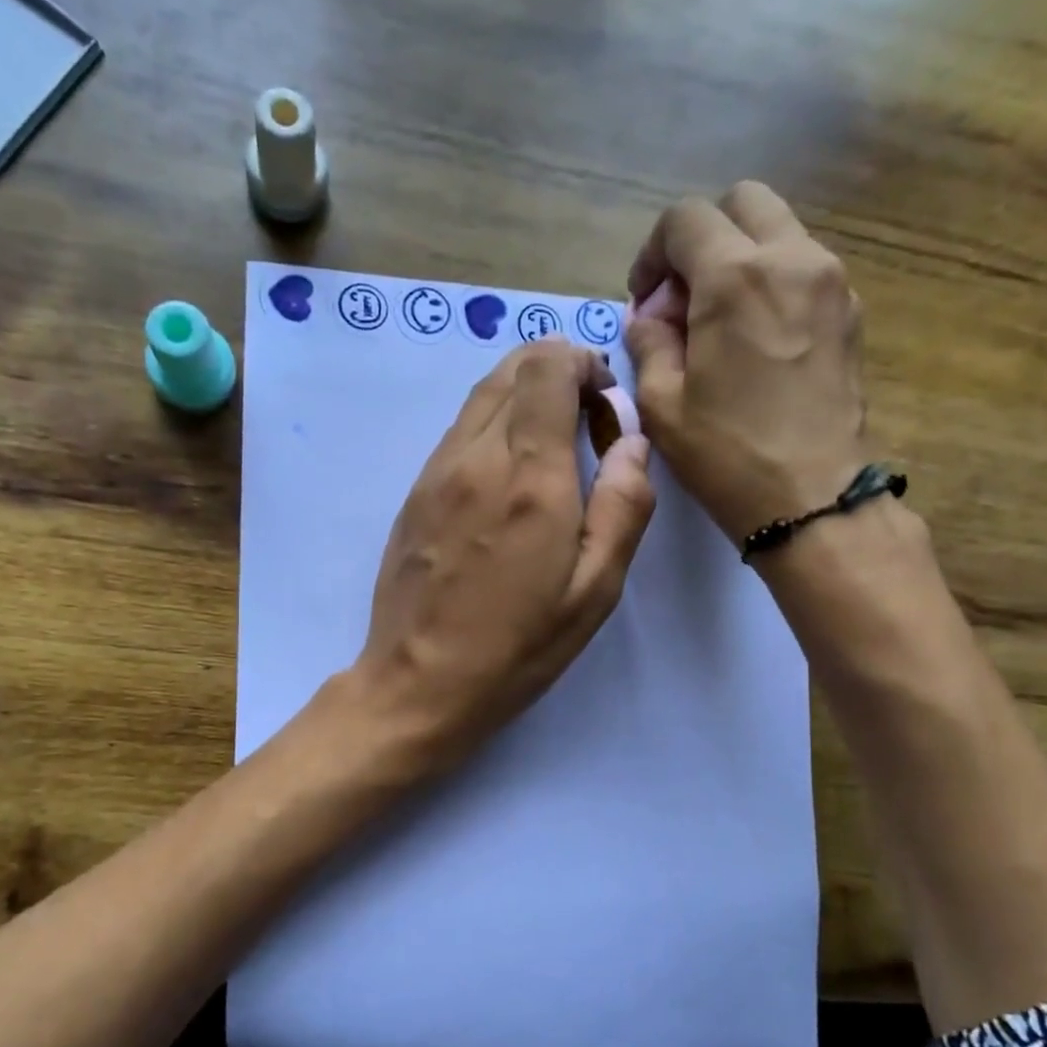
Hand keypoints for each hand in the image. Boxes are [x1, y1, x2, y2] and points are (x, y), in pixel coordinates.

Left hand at [348, 337, 654, 770]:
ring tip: (551, 447)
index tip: (604, 403)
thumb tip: (632, 441)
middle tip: (584, 421)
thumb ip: (623, 505)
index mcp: (530, 476)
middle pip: (511, 368)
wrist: (419, 681)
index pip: (547, 369)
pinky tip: (508, 475)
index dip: (582, 364)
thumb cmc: (517, 645)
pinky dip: (492, 425)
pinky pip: (458, 431)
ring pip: (480, 395)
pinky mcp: (414, 492)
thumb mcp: (594, 590)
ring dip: (522, 397)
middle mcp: (476, 457)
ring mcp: (436, 471)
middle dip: (555, 372)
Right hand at [625, 181, 867, 545]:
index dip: (652, 253)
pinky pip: (804, 267)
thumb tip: (651, 316)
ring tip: (717, 324)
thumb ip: (648, 342)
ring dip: (739, 258)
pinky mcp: (850, 311)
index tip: (644, 301)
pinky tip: (754, 340)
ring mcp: (831, 282)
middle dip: (701, 239)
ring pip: (778, 231)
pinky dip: (772, 282)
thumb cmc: (727, 454)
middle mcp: (792, 259)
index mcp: (736, 277)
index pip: (685, 220)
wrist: (812, 498)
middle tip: (682, 299)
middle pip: (742, 203)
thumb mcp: (661, 404)